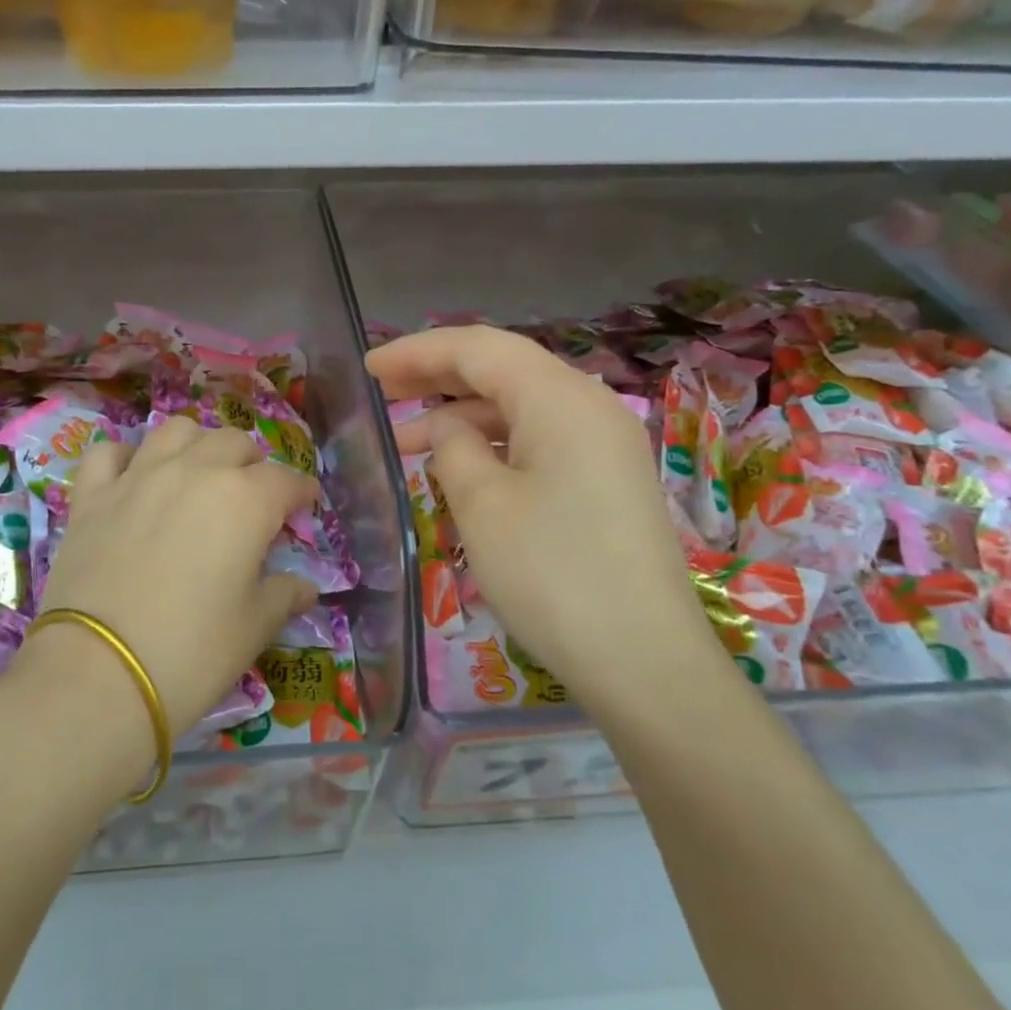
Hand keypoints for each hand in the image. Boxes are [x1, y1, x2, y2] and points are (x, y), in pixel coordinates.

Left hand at [29, 418, 318, 736]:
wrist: (98, 674)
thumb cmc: (192, 652)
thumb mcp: (253, 628)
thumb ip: (284, 596)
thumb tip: (305, 587)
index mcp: (245, 500)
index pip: (286, 480)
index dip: (301, 492)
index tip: (305, 505)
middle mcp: (194, 472)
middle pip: (233, 442)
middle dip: (252, 464)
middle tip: (254, 496)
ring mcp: (137, 477)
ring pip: (176, 430)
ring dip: (197, 445)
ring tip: (199, 473)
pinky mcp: (91, 496)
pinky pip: (108, 453)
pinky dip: (125, 458)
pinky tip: (133, 478)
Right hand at [367, 326, 707, 698]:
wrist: (642, 661)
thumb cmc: (552, 573)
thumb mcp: (483, 504)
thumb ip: (454, 448)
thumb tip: (450, 430)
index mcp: (560, 397)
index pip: (478, 348)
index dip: (417, 351)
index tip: (368, 368)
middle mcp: (588, 406)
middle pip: (502, 369)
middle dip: (437, 376)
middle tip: (381, 392)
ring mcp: (603, 444)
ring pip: (519, 408)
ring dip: (462, 417)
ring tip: (405, 443)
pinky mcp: (605, 480)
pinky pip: (538, 440)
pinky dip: (493, 444)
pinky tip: (459, 470)